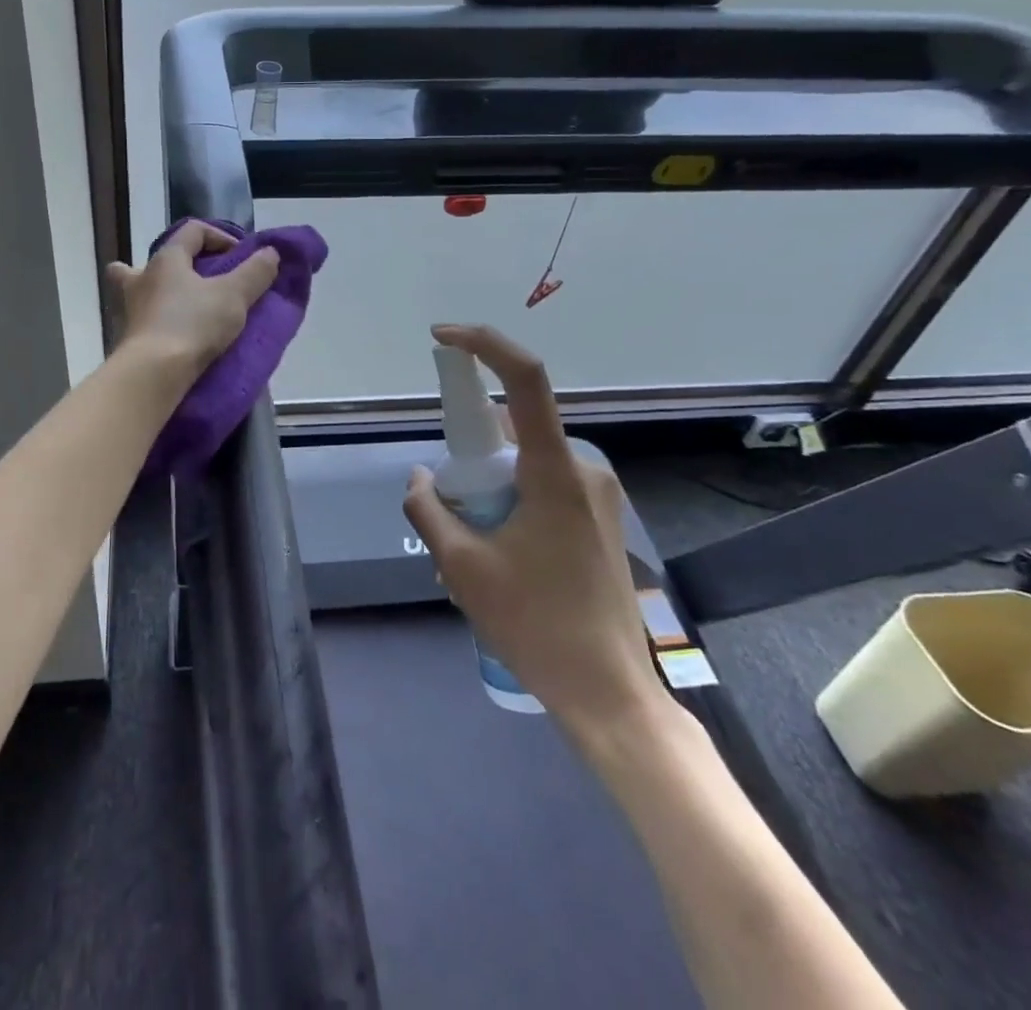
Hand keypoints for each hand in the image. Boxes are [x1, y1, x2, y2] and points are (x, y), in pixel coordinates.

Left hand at [107, 221, 280, 379]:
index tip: (241, 258)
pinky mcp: (130, 338)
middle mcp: (142, 278)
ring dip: (160, 292)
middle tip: (198, 278)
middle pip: (157, 259)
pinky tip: (174, 334)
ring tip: (182, 306)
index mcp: (166, 259)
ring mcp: (131, 309)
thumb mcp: (234, 296)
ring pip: (139, 289)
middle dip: (177, 263)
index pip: (193, 230)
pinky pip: (144, 320)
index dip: (221, 236)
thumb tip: (270, 252)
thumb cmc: (193, 324)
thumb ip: (255, 272)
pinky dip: (158, 322)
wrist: (154, 373)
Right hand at [402, 324, 669, 740]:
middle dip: (472, 448)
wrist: (609, 693)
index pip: (525, 379)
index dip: (484, 344)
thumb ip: (430, 508)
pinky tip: (499, 551)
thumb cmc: (534, 625)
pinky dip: (511, 497)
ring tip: (472, 544)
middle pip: (516, 427)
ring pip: (527, 459)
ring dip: (491, 480)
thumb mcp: (462, 566)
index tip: (442, 338)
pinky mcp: (599, 518)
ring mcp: (597, 495)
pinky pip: (544, 484)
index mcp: (553, 471)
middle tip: (450, 501)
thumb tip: (421, 477)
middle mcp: (583, 470)